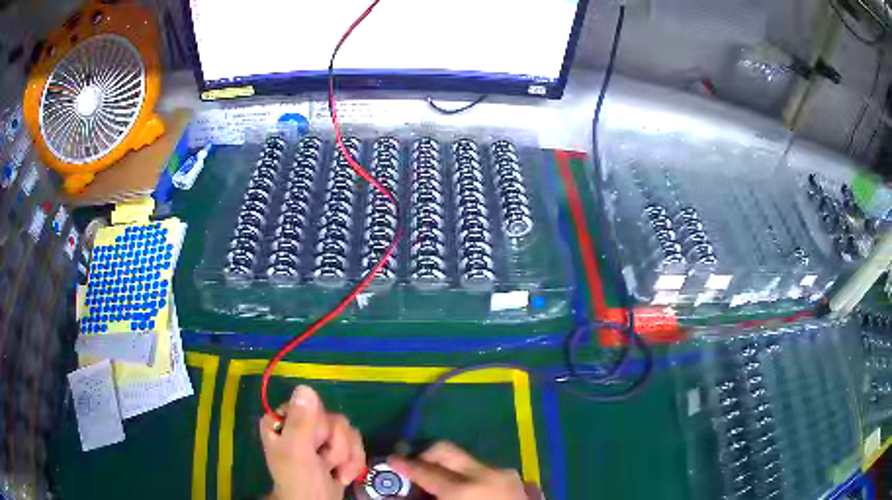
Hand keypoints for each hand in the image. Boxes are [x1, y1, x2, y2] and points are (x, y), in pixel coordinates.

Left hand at [260, 385, 365, 499]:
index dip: (318, 427)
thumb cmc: (300, 482)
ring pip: (347, 431)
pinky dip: (353, 462)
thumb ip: (301, 422)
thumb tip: (305, 387)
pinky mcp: (336, 449)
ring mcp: (318, 438)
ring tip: (333, 472)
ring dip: (345, 457)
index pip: (310, 404)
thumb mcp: (297, 452)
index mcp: (281, 420)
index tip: (314, 446)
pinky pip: (356, 443)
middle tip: (323, 463)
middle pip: (332, 418)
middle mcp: (299, 424)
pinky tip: (342, 475)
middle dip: (335, 446)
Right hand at [388, 441, 538, 499]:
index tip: (391, 460)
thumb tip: (406, 493)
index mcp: (464, 490)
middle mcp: (485, 473)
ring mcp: (503, 473)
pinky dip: (467, 475)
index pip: (426, 471)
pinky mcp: (515, 478)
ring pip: (466, 459)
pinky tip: (463, 491)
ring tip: (438, 483)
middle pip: (446, 450)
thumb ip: (426, 499)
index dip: (404, 465)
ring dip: (448, 467)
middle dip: (425, 454)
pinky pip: (483, 470)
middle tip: (412, 466)